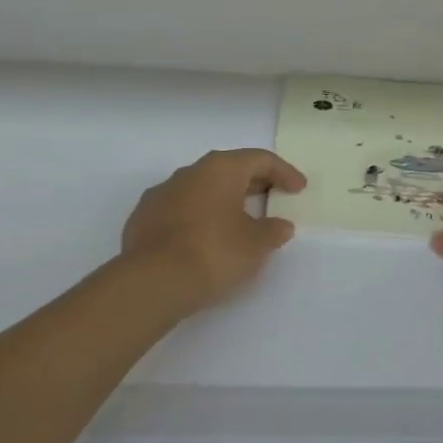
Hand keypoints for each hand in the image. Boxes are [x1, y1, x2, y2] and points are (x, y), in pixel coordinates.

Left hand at [121, 149, 306, 314]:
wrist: (152, 282)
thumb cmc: (214, 253)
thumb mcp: (256, 245)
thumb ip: (273, 231)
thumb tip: (280, 225)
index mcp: (220, 169)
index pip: (259, 159)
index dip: (284, 172)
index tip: (299, 188)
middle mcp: (189, 173)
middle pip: (228, 170)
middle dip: (253, 183)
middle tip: (273, 198)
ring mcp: (161, 194)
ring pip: (201, 189)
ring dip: (222, 200)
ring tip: (238, 220)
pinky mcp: (143, 219)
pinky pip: (180, 209)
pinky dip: (198, 217)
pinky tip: (205, 237)